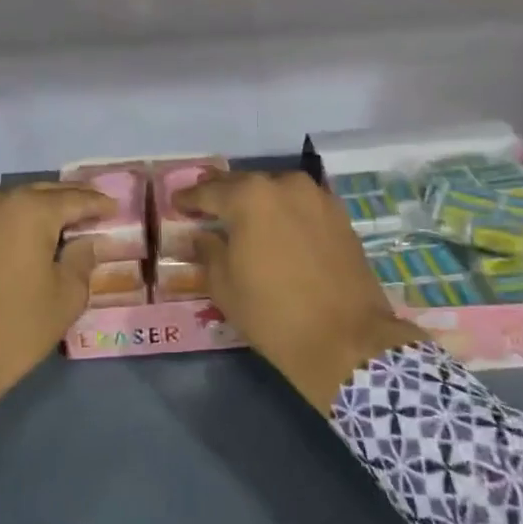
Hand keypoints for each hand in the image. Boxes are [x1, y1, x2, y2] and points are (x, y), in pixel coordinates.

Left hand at [0, 183, 110, 420]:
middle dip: (68, 200)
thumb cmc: (14, 329)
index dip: (98, 204)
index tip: (115, 208)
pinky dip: (10, 222)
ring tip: (59, 222)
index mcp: (30, 210)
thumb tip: (85, 241)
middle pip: (41, 193)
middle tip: (91, 208)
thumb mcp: (65, 298)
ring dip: (37, 209)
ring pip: (12, 203)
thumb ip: (82, 261)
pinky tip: (22, 238)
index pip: (74, 199)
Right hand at [177, 171, 416, 411]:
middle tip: (206, 207)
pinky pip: (301, 205)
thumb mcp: (225, 286)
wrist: (346, 339)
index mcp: (249, 197)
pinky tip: (278, 229)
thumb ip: (208, 251)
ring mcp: (317, 197)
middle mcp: (284, 185)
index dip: (189, 199)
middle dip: (223, 195)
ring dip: (257, 201)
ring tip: (243, 218)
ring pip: (276, 191)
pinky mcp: (340, 215)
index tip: (176, 204)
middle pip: (244, 184)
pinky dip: (285, 212)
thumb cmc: (273, 313)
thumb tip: (202, 236)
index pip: (209, 191)